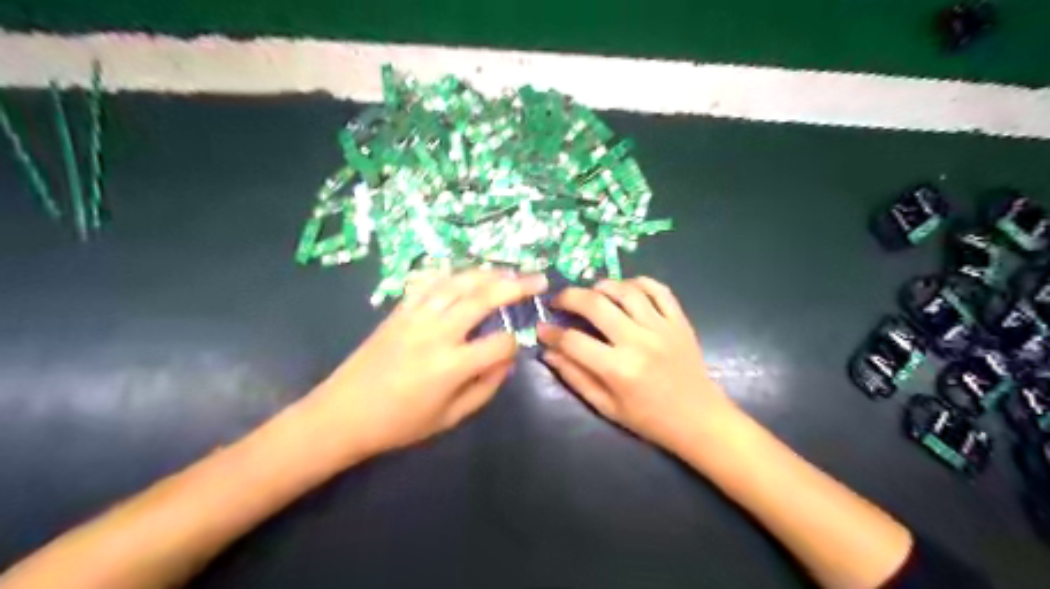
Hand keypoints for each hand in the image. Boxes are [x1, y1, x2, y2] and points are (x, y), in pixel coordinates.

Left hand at [307, 268, 544, 459]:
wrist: (342, 414)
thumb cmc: (399, 425)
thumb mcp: (449, 418)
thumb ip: (485, 388)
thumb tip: (506, 361)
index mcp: (451, 366)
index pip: (499, 343)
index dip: (514, 344)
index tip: (513, 350)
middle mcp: (437, 333)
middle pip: (483, 299)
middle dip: (516, 287)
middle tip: (538, 279)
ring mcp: (416, 317)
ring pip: (458, 284)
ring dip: (488, 274)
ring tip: (509, 272)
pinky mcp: (399, 311)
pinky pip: (429, 283)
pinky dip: (451, 274)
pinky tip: (465, 273)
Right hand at [537, 278, 731, 448]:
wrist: (699, 419)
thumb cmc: (649, 419)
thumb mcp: (606, 407)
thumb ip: (575, 377)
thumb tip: (548, 352)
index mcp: (618, 369)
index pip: (573, 340)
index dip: (551, 333)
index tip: (542, 329)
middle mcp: (638, 342)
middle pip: (596, 305)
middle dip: (569, 297)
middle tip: (558, 301)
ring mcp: (662, 328)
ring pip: (626, 291)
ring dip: (602, 285)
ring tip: (590, 292)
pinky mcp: (679, 321)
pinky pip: (659, 290)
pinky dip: (639, 282)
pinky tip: (625, 288)